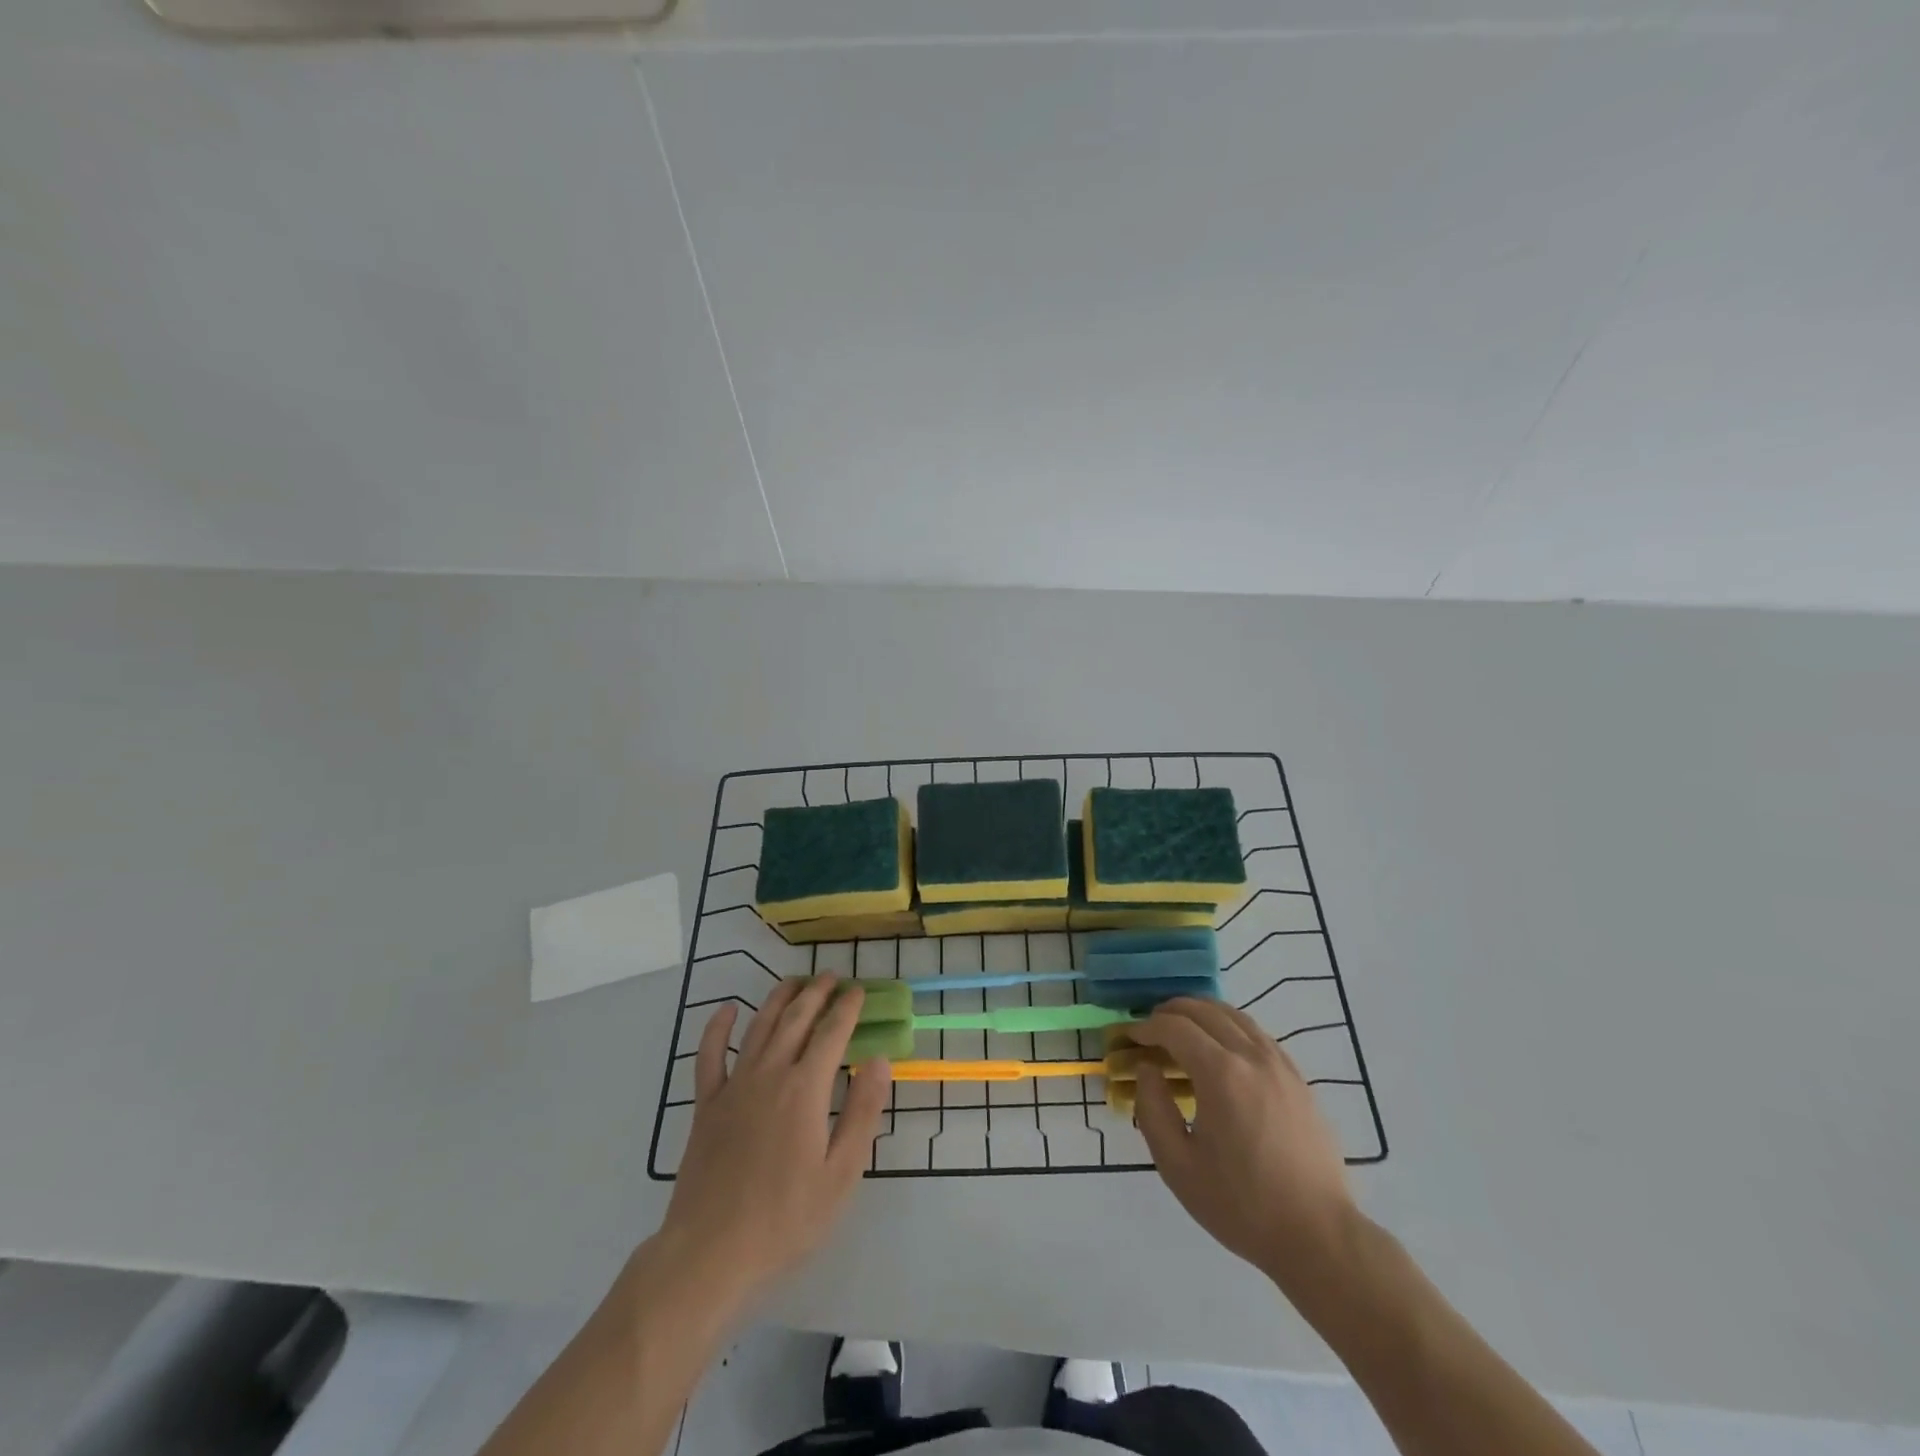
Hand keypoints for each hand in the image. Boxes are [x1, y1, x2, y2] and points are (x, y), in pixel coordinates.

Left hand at [656, 977, 891, 1310]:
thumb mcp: (840, 1174)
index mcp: (805, 1089)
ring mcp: (734, 1086)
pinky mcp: (706, 1105)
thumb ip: (862, 1112)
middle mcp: (770, 1074)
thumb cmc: (785, 1219)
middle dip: (817, 993)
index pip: (832, 1033)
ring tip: (795, 981)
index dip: (847, 1008)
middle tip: (832, 977)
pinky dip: (718, 1028)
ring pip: (759, 1027)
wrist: (710, 1253)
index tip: (859, 991)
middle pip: (796, 1019)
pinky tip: (728, 1010)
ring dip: (779, 999)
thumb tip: (878, 1060)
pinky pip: (710, 1055)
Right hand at [1130, 998, 1358, 1292]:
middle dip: (1170, 1012)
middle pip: (1204, 1011)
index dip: (1146, 1027)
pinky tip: (1221, 1047)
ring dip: (1201, 1013)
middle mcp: (1251, 1056)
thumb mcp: (1178, 1165)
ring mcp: (1280, 1064)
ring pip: (1234, 1015)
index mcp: (1220, 1073)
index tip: (1129, 1039)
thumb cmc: (1241, 1205)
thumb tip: (1147, 1069)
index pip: (1174, 1027)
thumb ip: (1153, 1109)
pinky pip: (1257, 1034)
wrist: (1318, 1236)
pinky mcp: (1298, 1078)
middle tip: (1149, 1029)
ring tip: (1181, 1028)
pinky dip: (1230, 1026)